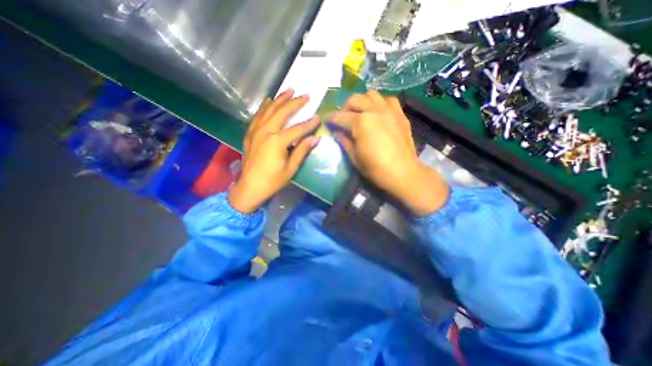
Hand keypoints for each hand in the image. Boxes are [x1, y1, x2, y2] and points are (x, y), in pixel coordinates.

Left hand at [229, 89, 319, 212]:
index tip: (319, 117)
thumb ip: (302, 150)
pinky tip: (268, 100)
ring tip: (288, 90)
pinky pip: (257, 116)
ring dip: (279, 99)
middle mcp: (265, 131)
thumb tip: (316, 138)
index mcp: (277, 141)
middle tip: (305, 95)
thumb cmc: (272, 181)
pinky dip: (264, 107)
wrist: (249, 187)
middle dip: (295, 103)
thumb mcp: (291, 168)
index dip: (309, 123)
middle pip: (282, 113)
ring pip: (269, 110)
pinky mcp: (250, 133)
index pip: (297, 129)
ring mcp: (255, 131)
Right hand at [331, 91, 448, 215]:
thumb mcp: (355, 157)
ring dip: (362, 101)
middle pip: (355, 99)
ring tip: (360, 113)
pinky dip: (380, 103)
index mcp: (361, 122)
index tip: (327, 120)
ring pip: (371, 94)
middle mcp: (374, 110)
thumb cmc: (376, 168)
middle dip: (345, 107)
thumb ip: (344, 141)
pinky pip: (388, 100)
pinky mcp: (400, 114)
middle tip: (343, 118)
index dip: (331, 119)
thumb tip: (337, 132)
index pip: (341, 117)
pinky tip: (378, 113)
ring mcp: (389, 110)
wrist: (403, 172)